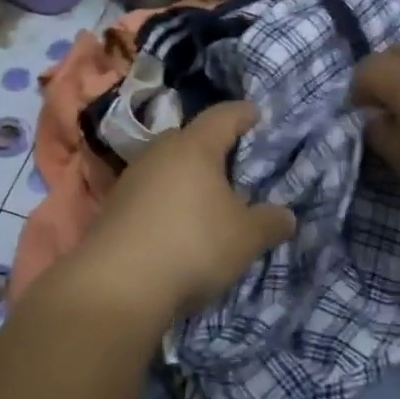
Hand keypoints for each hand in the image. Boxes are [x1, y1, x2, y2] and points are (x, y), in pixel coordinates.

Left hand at [75, 101, 295, 322]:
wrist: (118, 283)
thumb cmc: (192, 245)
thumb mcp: (245, 238)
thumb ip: (270, 222)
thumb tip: (285, 215)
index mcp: (195, 146)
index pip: (223, 116)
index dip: (244, 114)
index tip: (257, 116)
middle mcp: (160, 152)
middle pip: (191, 138)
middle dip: (213, 148)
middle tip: (235, 165)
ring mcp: (132, 178)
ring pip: (167, 166)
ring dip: (187, 177)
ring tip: (207, 200)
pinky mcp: (114, 206)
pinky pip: (150, 192)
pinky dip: (167, 201)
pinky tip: (177, 225)